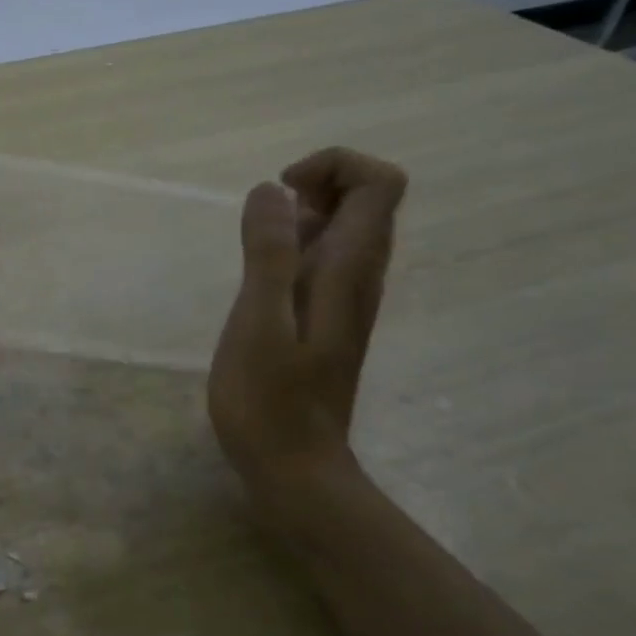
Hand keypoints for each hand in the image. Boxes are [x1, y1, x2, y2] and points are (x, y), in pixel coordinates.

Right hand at [208, 148, 406, 504]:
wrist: (293, 468)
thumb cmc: (268, 400)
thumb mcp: (258, 322)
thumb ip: (268, 253)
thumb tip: (272, 189)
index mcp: (349, 270)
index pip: (379, 184)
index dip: (334, 166)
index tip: (281, 192)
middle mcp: (360, 276)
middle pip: (368, 199)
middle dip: (317, 185)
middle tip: (265, 219)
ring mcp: (346, 299)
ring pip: (346, 228)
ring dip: (303, 216)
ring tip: (256, 246)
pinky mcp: (327, 318)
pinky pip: (326, 257)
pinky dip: (296, 246)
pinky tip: (260, 277)